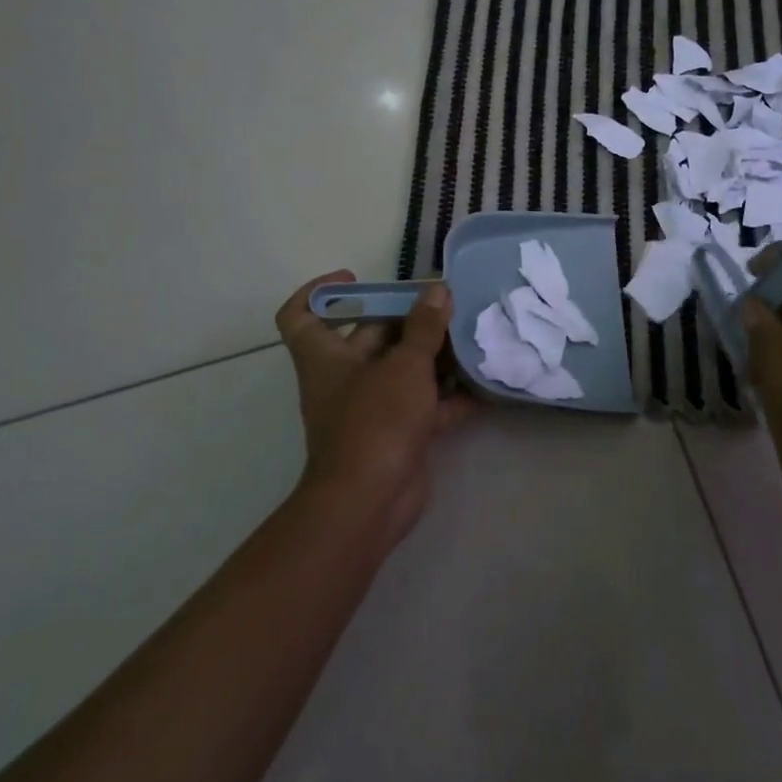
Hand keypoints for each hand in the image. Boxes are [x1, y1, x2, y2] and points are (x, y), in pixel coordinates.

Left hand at [275, 272, 473, 550]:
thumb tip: (437, 289)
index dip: (321, 291)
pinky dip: (447, 396)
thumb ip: (424, 327)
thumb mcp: (405, 365)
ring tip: (468, 336)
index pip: (301, 314)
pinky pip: (422, 405)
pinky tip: (480, 383)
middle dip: (405, 319)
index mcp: (326, 356)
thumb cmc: (376, 420)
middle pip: (369, 337)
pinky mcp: (396, 434)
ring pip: (400, 370)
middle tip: (444, 303)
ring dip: (431, 355)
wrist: (370, 502)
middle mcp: (343, 378)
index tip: (355, 278)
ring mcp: (370, 409)